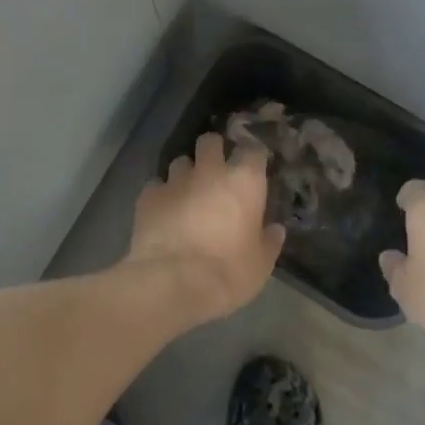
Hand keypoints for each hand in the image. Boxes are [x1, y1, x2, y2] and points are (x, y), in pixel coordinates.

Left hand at [127, 133, 284, 322]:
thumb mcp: (261, 263)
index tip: (252, 169)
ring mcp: (176, 180)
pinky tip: (162, 212)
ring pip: (181, 161)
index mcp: (244, 181)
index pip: (253, 150)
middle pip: (210, 141)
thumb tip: (275, 229)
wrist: (174, 283)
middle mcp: (210, 171)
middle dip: (212, 151)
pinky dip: (161, 194)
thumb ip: (269, 240)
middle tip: (215, 172)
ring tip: (186, 194)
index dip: (252, 158)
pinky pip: (156, 185)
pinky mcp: (148, 195)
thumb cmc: (229, 272)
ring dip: (185, 174)